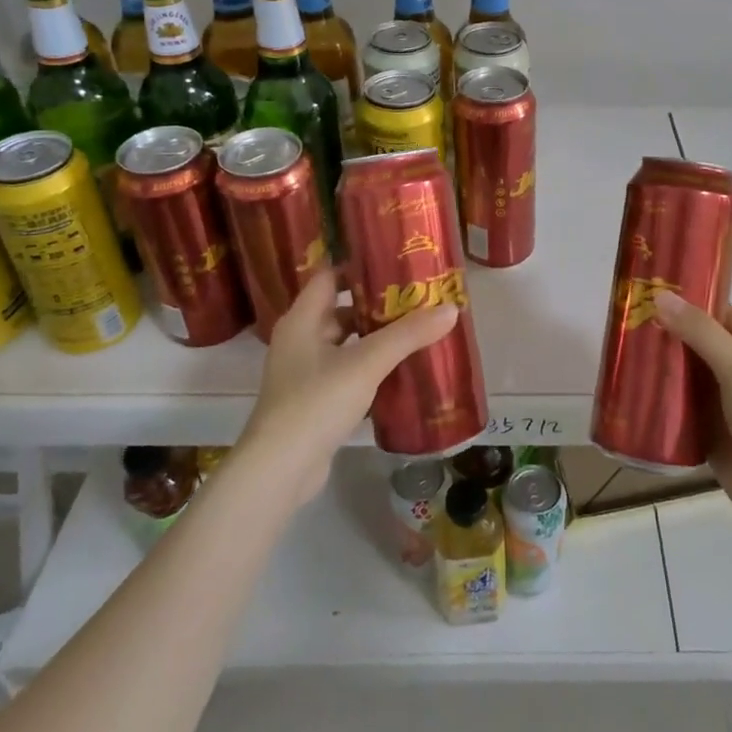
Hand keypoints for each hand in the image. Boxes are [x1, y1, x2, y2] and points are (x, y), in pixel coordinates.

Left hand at [239, 267, 459, 505]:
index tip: (396, 261)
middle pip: (341, 309)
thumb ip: (408, 335)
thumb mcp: (367, 363)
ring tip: (417, 330)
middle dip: (377, 303)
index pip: (329, 276)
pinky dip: (371, 367)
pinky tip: (401, 370)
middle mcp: (300, 340)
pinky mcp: (314, 401)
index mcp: (302, 319)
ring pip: (346, 343)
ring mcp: (305, 373)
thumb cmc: (316, 402)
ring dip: (376, 337)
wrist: (280, 470)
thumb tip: (451, 308)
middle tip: (417, 297)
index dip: (359, 265)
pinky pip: (347, 372)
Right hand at [652, 291, 731, 536]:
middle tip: (628, 324)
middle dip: (669, 336)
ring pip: (688, 379)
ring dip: (662, 371)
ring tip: (622, 355)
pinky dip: (660, 404)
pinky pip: (680, 412)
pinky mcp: (710, 435)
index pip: (724, 314)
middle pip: (701, 345)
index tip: (654, 294)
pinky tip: (631, 395)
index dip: (694, 303)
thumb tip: (659, 296)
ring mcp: (726, 406)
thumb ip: (700, 332)